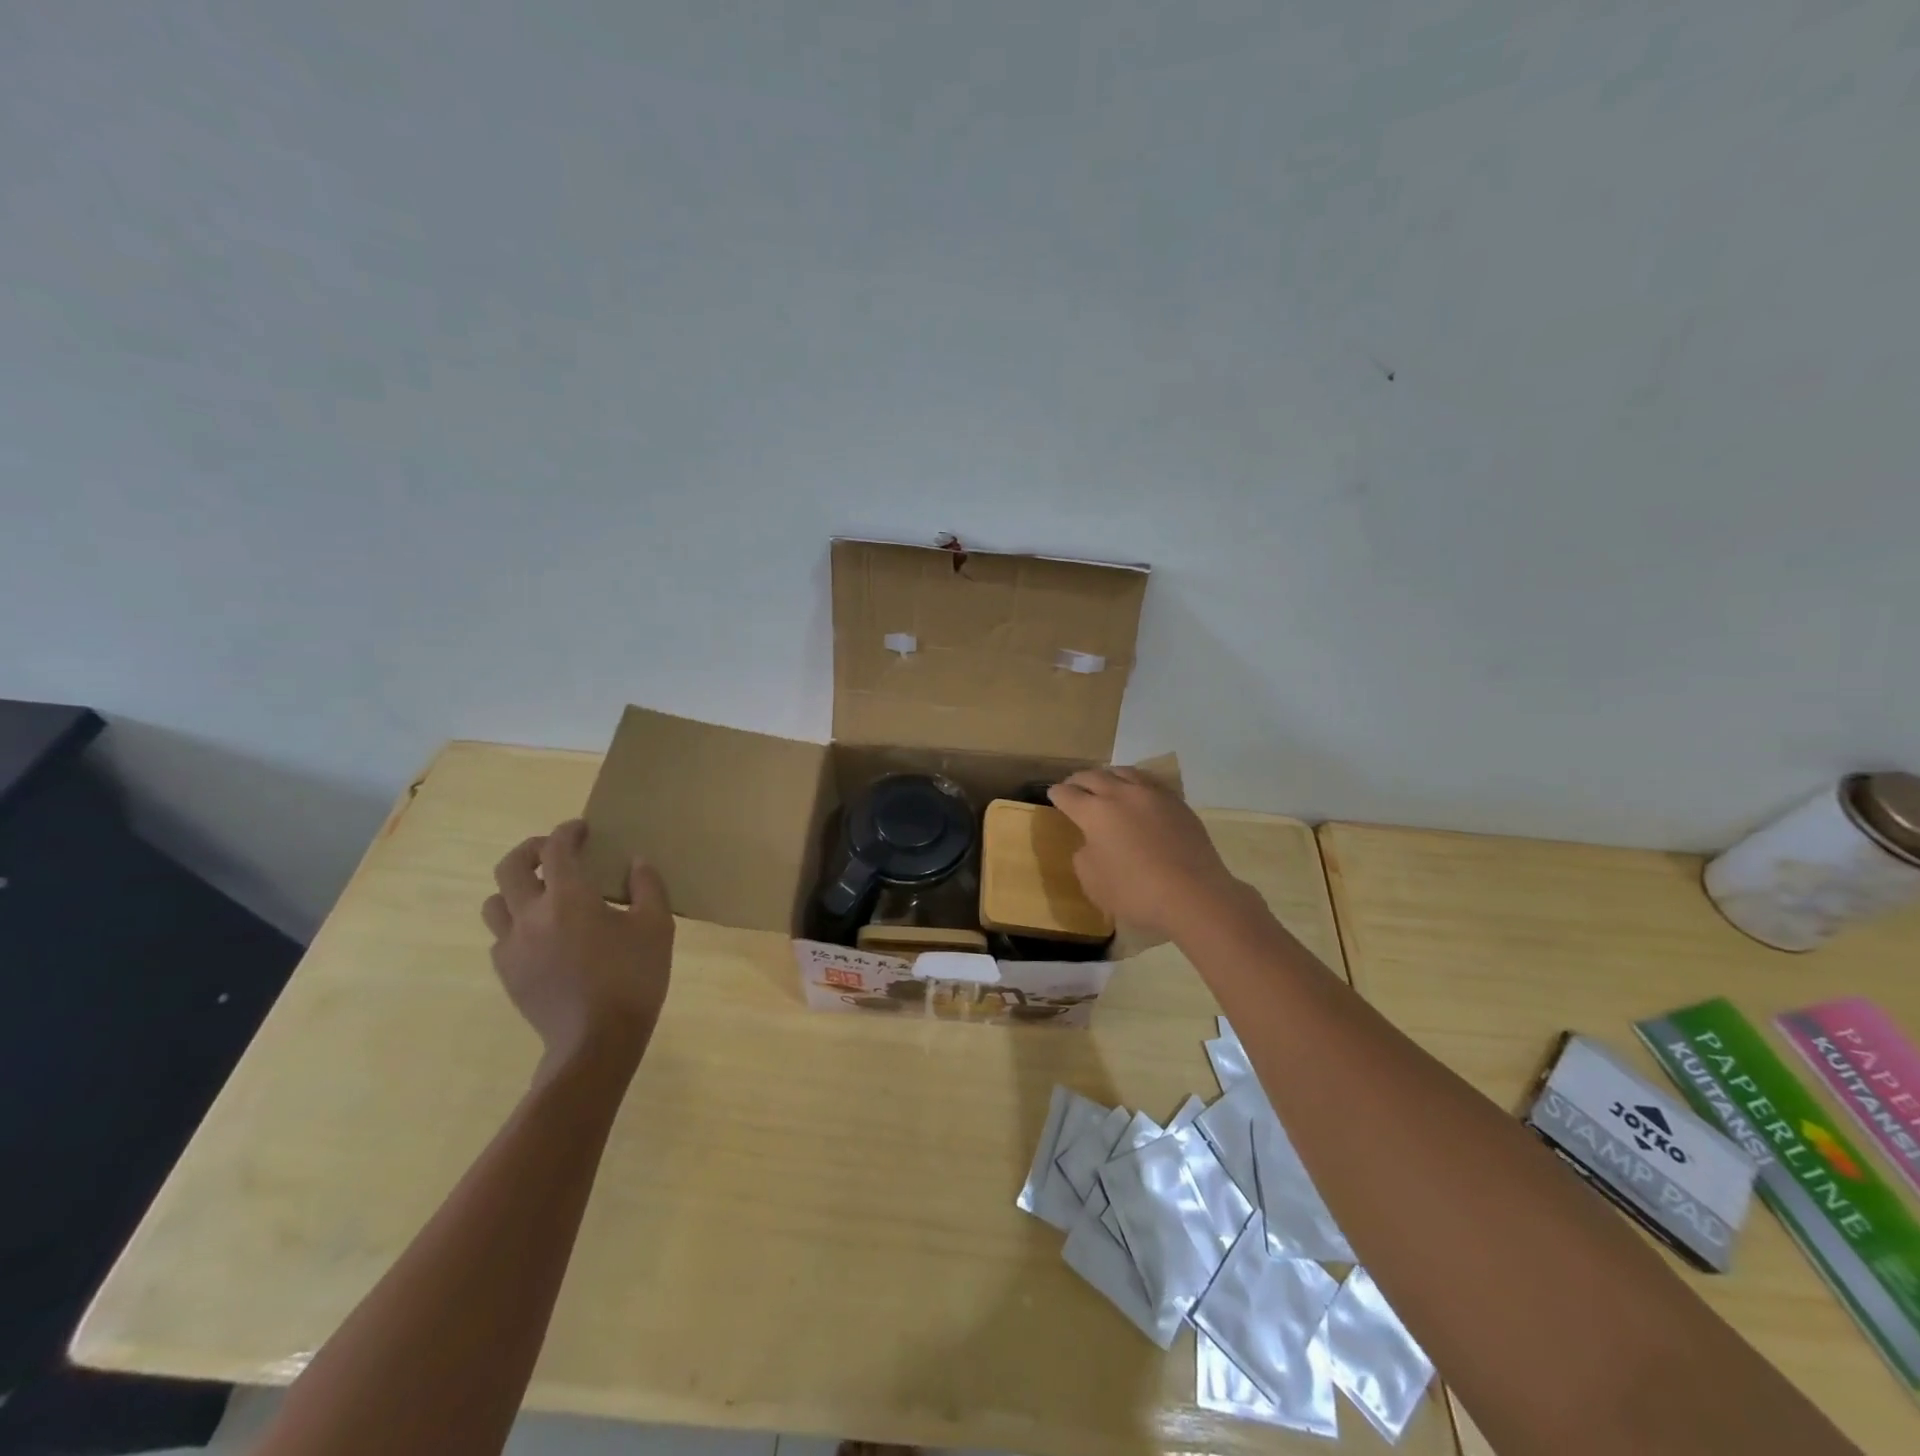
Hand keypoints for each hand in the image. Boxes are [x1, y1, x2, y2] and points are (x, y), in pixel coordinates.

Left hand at [481, 819, 673, 1078]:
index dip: (567, 832)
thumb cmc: (633, 978)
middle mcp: (531, 915)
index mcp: (569, 898)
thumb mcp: (657, 927)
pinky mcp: (507, 973)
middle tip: (553, 851)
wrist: (595, 1042)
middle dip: (530, 850)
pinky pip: (500, 937)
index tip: (581, 828)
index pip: (556, 849)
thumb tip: (636, 862)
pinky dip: (515, 924)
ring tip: (542, 893)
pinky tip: (542, 935)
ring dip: (515, 888)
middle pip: (510, 867)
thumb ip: (647, 887)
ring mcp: (512, 946)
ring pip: (495, 902)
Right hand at [1047, 768, 1246, 939]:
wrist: (1194, 895)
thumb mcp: (1093, 882)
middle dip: (1079, 780)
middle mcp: (1121, 794)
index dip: (1057, 794)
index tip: (1053, 795)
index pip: (1068, 795)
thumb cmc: (1136, 893)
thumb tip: (1091, 842)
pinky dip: (1136, 783)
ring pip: (1124, 772)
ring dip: (1109, 775)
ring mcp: (1153, 795)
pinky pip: (1150, 783)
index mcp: (1095, 812)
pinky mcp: (1177, 803)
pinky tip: (1138, 793)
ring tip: (1105, 782)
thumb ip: (1084, 856)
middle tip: (1073, 785)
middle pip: (1094, 776)